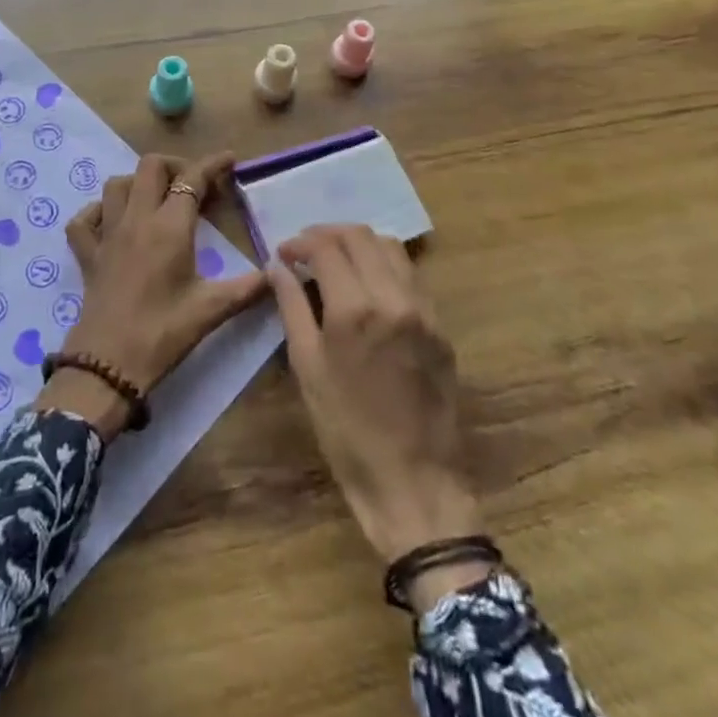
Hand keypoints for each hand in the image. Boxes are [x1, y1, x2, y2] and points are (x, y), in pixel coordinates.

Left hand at [36, 153, 266, 438]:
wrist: (108, 365)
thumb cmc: (163, 333)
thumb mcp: (212, 310)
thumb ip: (248, 287)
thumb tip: (277, 272)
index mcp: (169, 227)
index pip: (192, 179)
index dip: (212, 165)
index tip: (229, 160)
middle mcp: (136, 220)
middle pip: (150, 167)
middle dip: (176, 167)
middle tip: (194, 187)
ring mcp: (107, 235)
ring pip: (117, 185)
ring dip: (139, 183)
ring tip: (158, 200)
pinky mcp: (88, 255)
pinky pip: (84, 219)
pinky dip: (98, 212)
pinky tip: (113, 222)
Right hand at [270, 224, 492, 609]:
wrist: (414, 482)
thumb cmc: (347, 431)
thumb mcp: (308, 368)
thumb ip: (292, 307)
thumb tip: (277, 267)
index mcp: (355, 309)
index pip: (326, 247)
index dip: (300, 242)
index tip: (283, 253)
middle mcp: (394, 297)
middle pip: (360, 236)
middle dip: (327, 234)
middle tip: (305, 251)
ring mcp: (423, 310)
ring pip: (390, 248)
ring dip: (359, 244)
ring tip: (335, 261)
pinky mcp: (440, 326)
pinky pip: (410, 276)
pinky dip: (384, 265)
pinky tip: (367, 285)